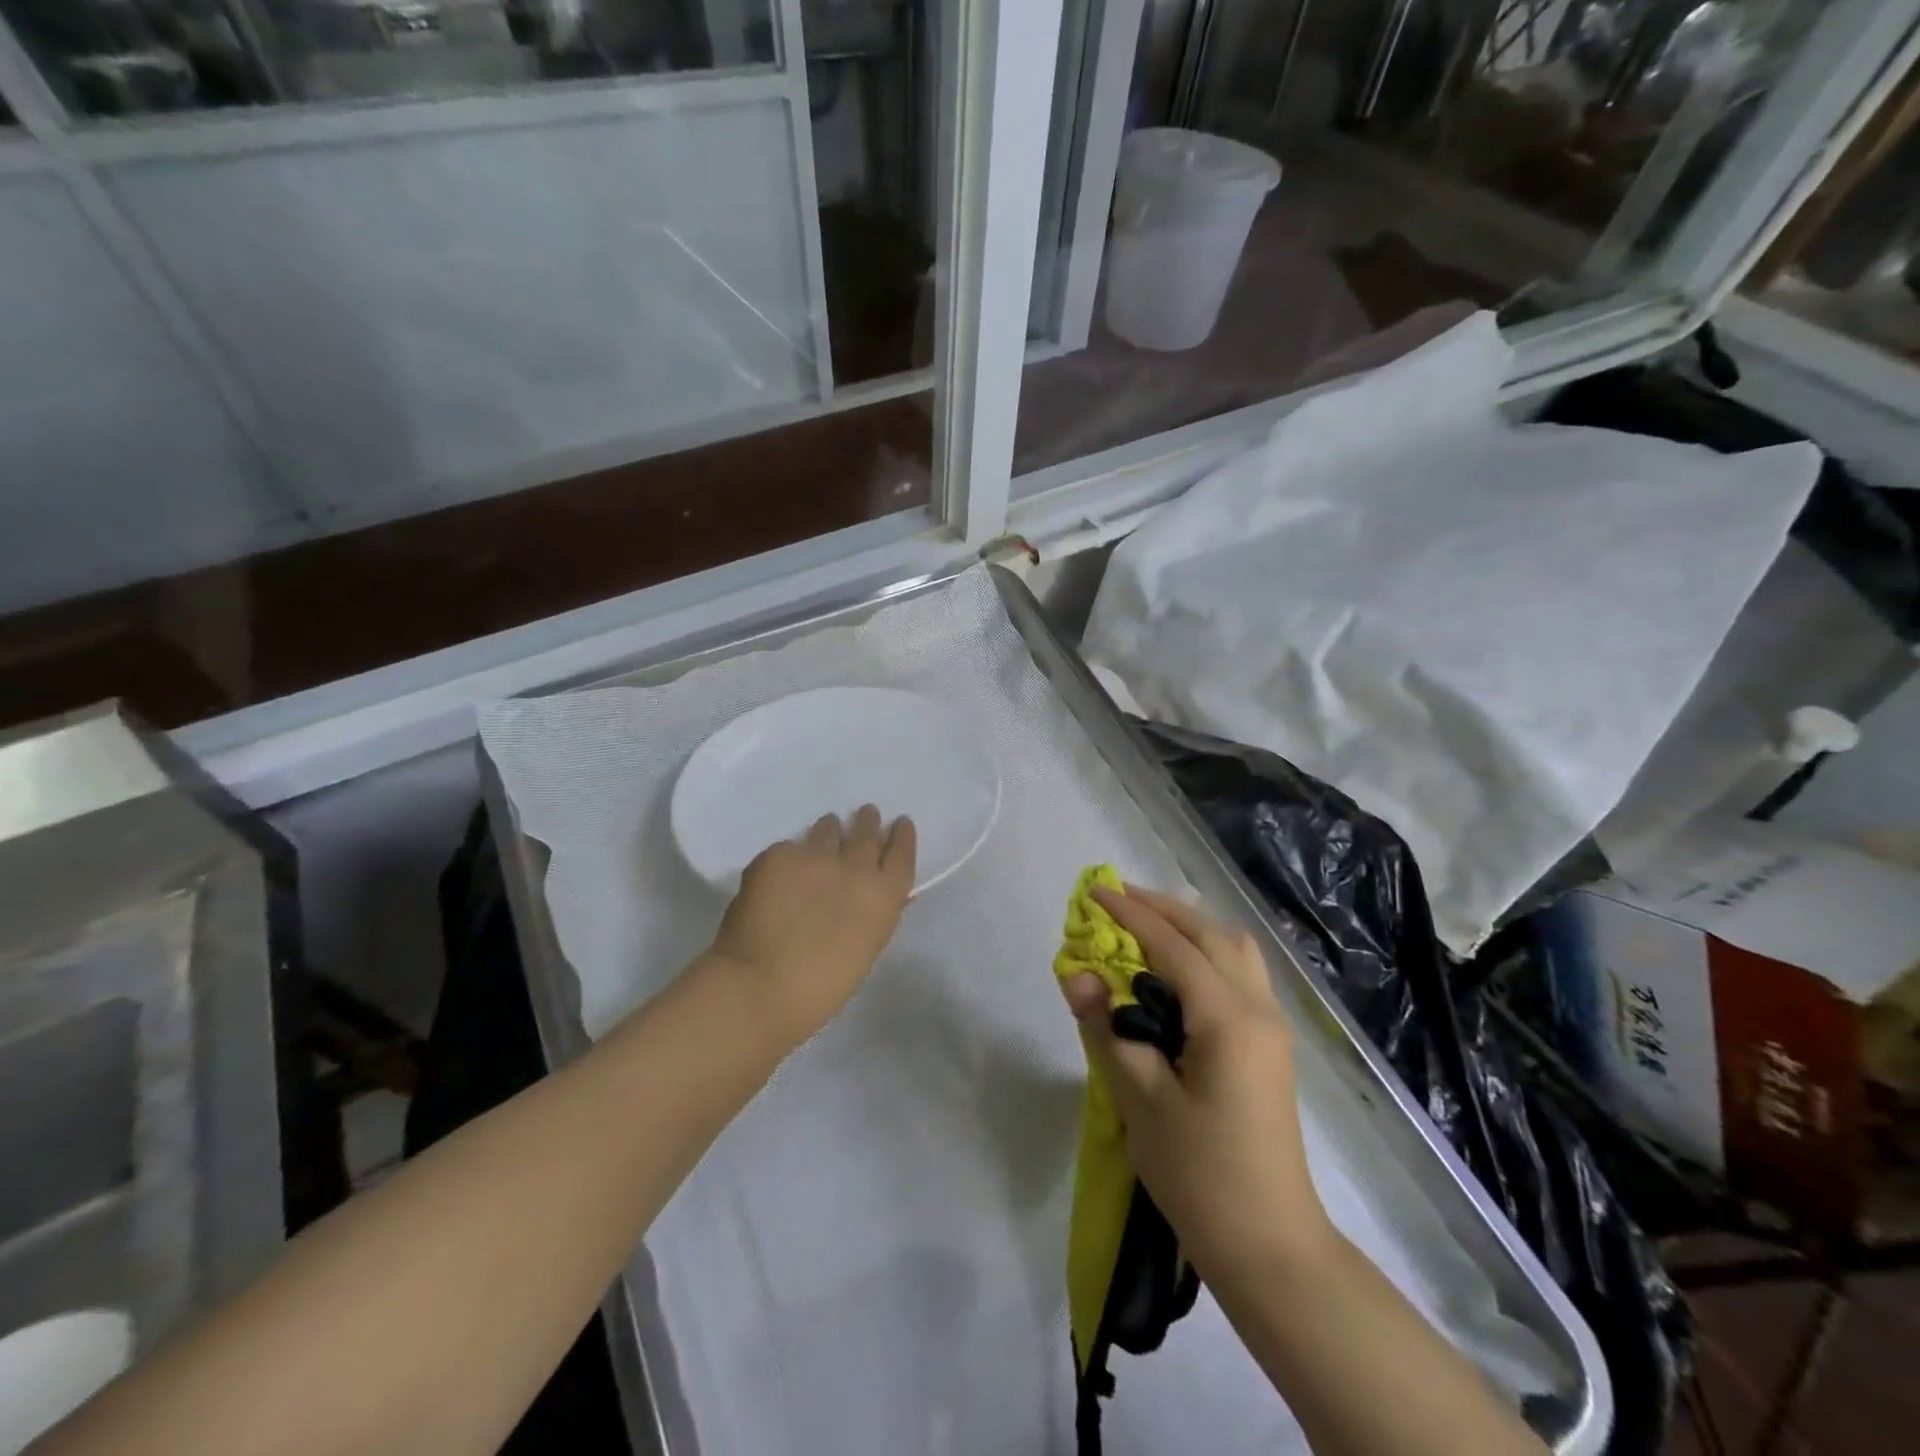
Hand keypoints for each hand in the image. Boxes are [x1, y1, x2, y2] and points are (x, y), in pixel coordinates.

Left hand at [708, 806, 916, 1046]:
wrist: (758, 987)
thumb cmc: (821, 988)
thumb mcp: (864, 948)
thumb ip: (873, 913)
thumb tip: (876, 894)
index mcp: (883, 896)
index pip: (901, 852)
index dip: (901, 836)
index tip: (899, 824)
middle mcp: (855, 867)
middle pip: (866, 832)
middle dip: (867, 822)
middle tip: (866, 815)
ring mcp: (814, 856)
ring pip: (827, 829)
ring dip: (830, 831)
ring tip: (826, 832)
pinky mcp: (777, 855)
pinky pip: (789, 848)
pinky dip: (791, 855)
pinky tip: (782, 869)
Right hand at [1059, 885, 1331, 1281]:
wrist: (1271, 1246)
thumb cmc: (1200, 1174)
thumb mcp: (1141, 1100)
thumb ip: (1108, 1029)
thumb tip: (1076, 973)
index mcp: (1228, 1018)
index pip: (1173, 945)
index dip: (1131, 914)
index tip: (1093, 891)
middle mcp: (1258, 1009)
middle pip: (1211, 934)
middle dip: (1162, 909)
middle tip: (1115, 902)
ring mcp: (1271, 1027)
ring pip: (1233, 949)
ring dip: (1189, 927)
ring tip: (1143, 927)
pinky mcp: (1269, 1045)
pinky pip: (1240, 974)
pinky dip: (1206, 952)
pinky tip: (1176, 970)